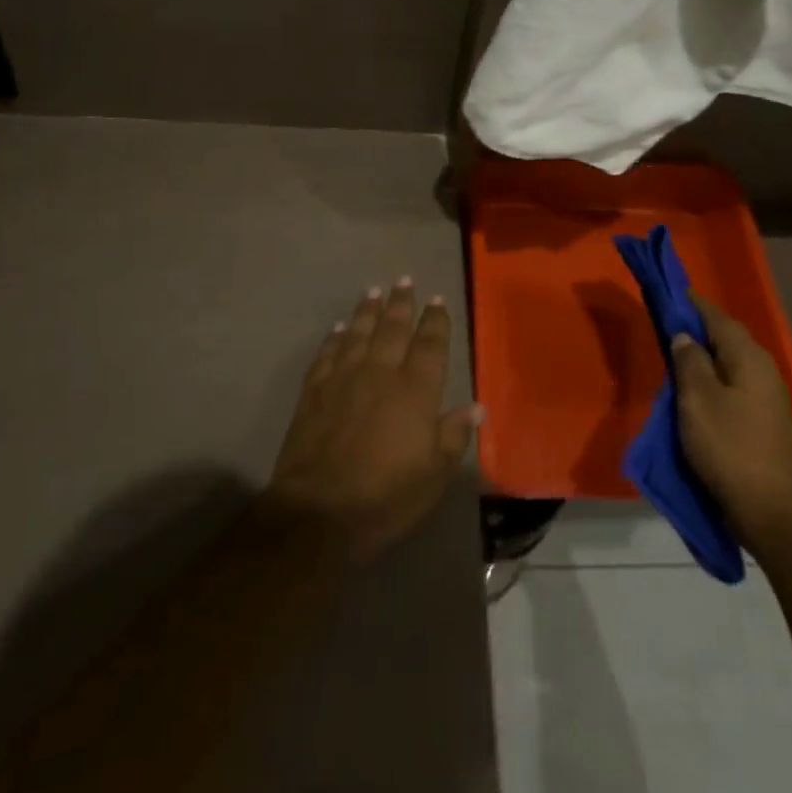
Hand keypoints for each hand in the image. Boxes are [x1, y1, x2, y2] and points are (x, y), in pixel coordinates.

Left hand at [264, 278, 480, 562]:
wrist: (318, 512)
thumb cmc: (385, 497)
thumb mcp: (433, 476)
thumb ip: (454, 436)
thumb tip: (476, 405)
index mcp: (415, 391)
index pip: (429, 345)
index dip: (435, 321)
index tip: (437, 300)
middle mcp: (380, 373)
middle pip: (393, 329)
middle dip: (401, 303)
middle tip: (404, 280)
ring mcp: (344, 378)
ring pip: (359, 333)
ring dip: (368, 311)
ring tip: (374, 291)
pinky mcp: (315, 391)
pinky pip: (328, 353)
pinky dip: (335, 337)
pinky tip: (339, 328)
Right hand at [673, 296, 791, 541]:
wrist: (773, 510)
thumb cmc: (730, 447)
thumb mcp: (697, 400)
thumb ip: (689, 361)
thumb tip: (685, 336)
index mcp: (748, 357)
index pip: (716, 317)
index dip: (691, 304)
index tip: (669, 292)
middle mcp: (762, 369)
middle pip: (726, 338)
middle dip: (697, 328)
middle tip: (666, 323)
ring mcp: (767, 397)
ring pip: (730, 363)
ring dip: (704, 356)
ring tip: (675, 355)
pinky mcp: (764, 421)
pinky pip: (733, 385)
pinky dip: (712, 379)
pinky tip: (695, 390)